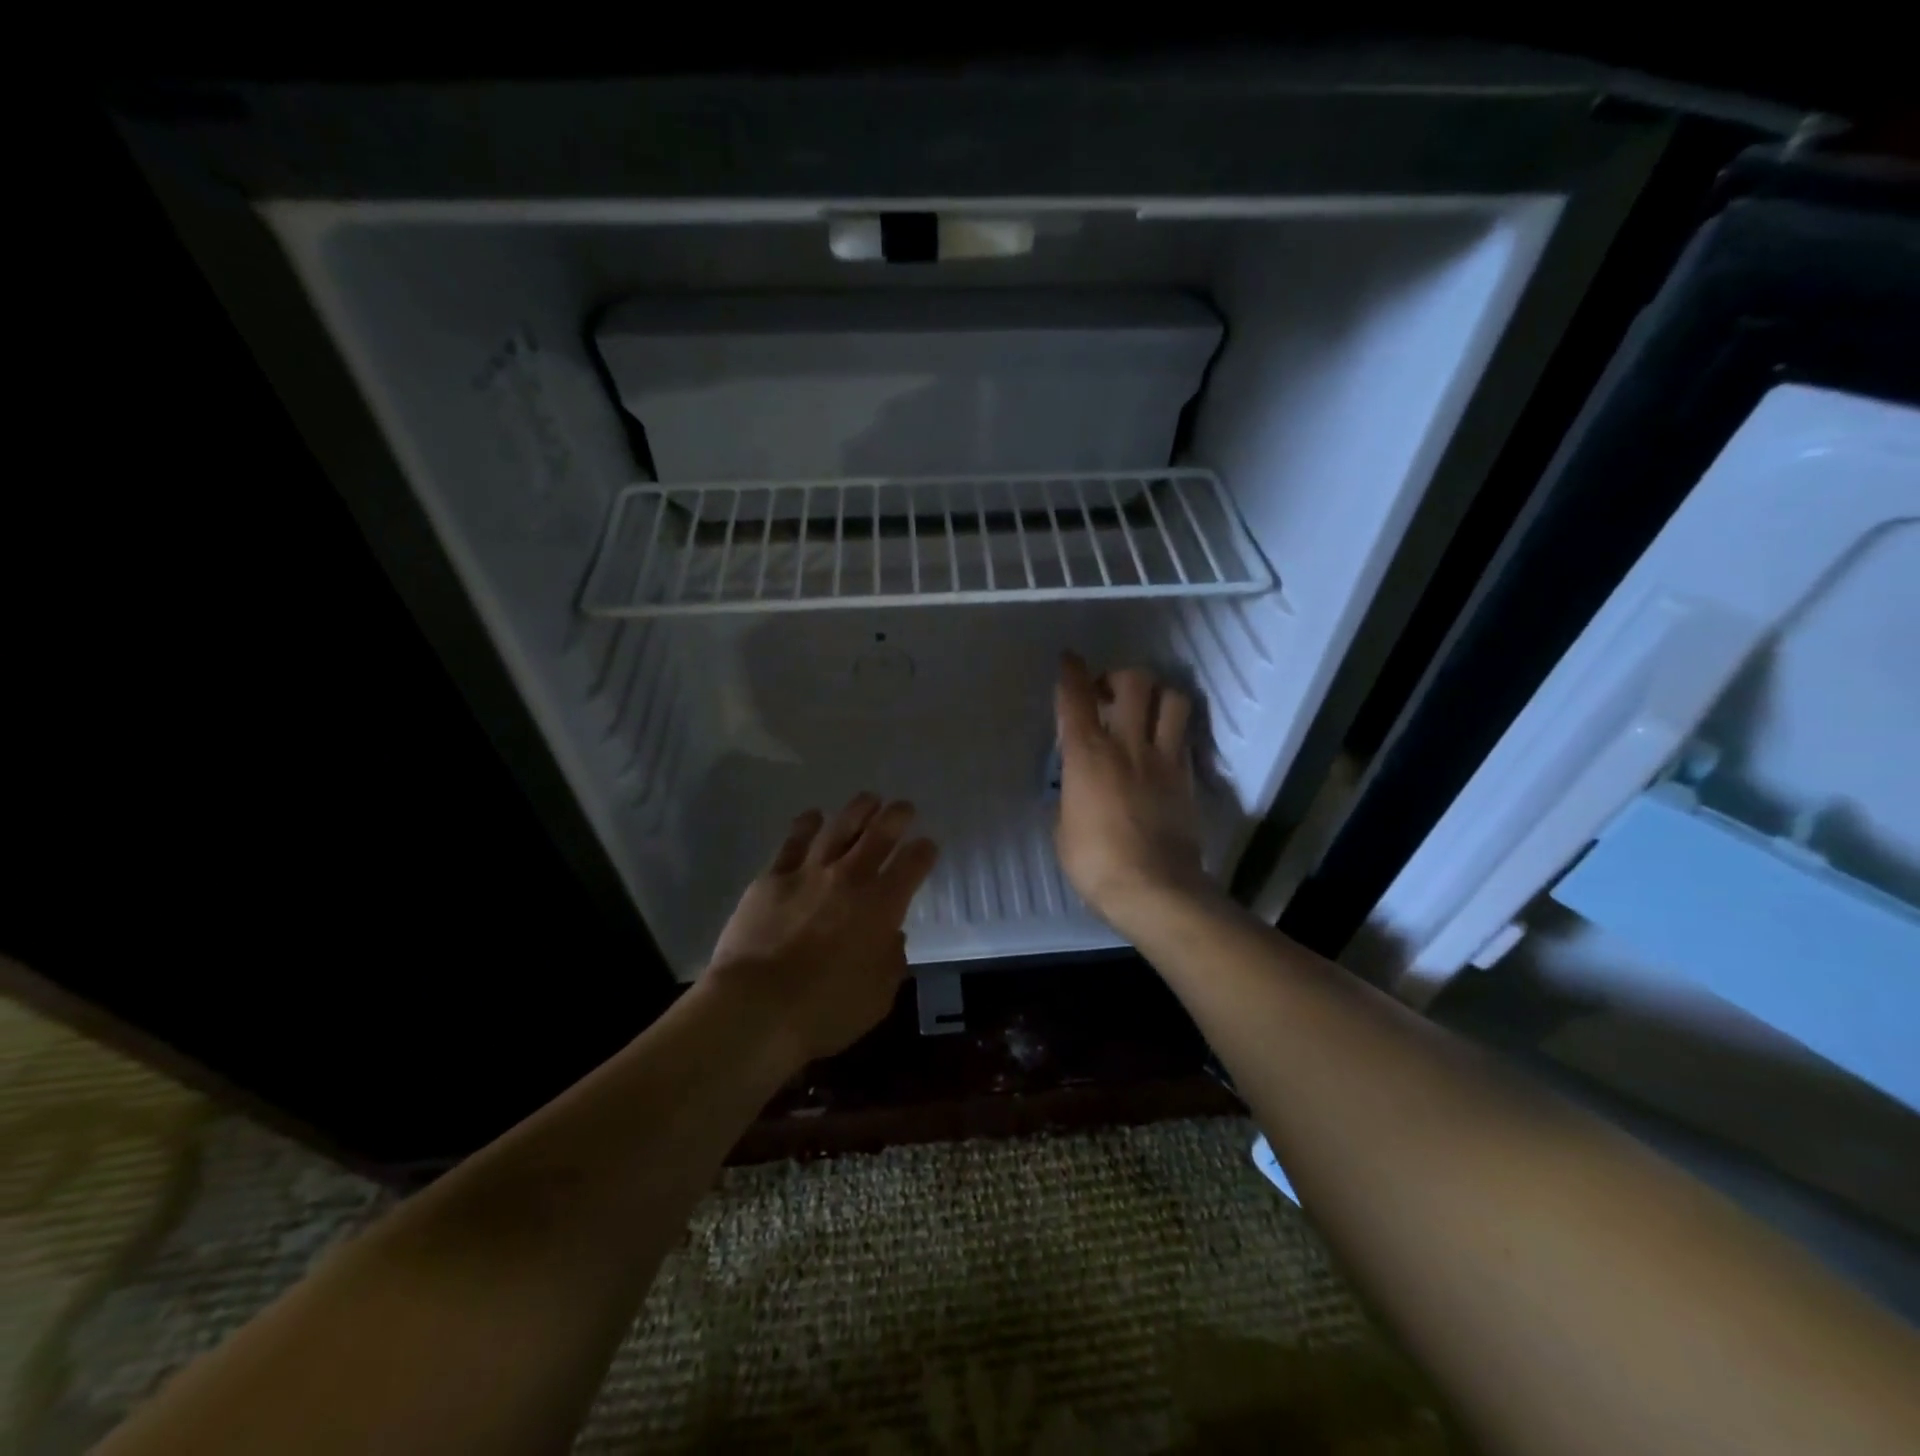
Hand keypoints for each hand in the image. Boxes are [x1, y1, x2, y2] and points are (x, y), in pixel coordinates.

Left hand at [703, 793, 939, 1067]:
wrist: (757, 1007)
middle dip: (897, 817)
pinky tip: (813, 816)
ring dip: (857, 810)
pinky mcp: (772, 877)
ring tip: (868, 799)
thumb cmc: (826, 1010)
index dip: (924, 851)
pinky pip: (793, 842)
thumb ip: (891, 960)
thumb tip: (891, 936)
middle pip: (879, 834)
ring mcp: (809, 872)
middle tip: (904, 807)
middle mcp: (850, 878)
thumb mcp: (878, 996)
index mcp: (883, 905)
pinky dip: (806, 825)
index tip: (928, 845)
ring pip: (839, 827)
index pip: (913, 865)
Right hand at [1053, 654, 1208, 926]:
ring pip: (1171, 699)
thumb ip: (1070, 796)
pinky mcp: (1186, 777)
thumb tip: (1077, 789)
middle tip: (1108, 693)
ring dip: (1156, 694)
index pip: (1076, 698)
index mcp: (1087, 754)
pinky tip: (1161, 743)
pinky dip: (1172, 729)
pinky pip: (1184, 736)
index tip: (1069, 661)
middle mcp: (1127, 744)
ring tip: (1143, 710)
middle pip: (1133, 682)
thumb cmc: (1096, 862)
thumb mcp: (1063, 828)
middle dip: (1119, 676)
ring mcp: (1163, 758)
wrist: (1155, 889)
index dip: (1071, 672)